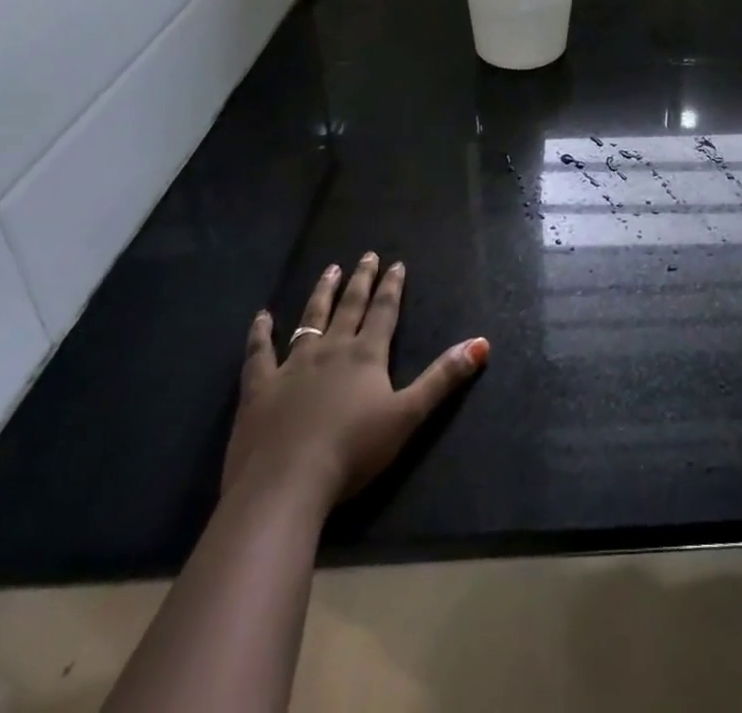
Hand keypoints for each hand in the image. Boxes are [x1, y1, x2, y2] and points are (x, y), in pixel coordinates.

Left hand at [221, 252, 488, 516]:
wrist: (285, 484)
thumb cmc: (352, 451)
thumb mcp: (408, 415)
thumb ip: (443, 377)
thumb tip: (482, 343)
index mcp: (366, 355)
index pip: (384, 311)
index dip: (392, 287)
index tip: (396, 264)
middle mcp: (331, 349)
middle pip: (350, 307)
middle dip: (361, 280)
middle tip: (366, 256)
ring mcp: (292, 366)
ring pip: (310, 319)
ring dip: (321, 293)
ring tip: (330, 270)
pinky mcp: (259, 389)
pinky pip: (259, 353)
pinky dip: (260, 333)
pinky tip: (262, 316)